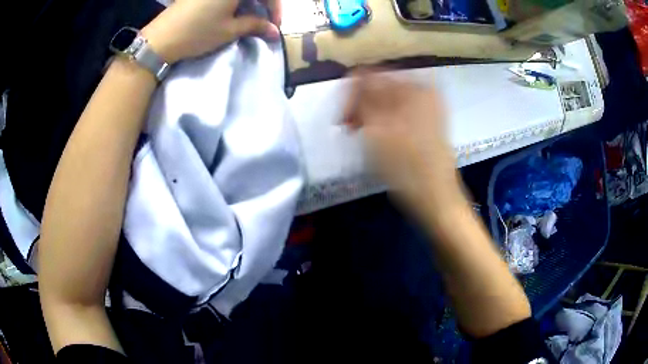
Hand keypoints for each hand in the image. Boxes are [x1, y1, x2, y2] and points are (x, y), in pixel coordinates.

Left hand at [142, 0, 280, 63]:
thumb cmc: (198, 32)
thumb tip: (274, 32)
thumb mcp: (229, 30)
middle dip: (264, 4)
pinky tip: (235, 11)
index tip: (275, 25)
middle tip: (265, 21)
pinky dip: (236, 1)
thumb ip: (255, 26)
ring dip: (251, 2)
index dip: (275, 8)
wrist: (161, 38)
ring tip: (251, 18)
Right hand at [344, 71, 464, 216]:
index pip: (372, 76)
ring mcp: (430, 107)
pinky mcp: (430, 122)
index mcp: (415, 88)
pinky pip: (401, 112)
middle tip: (351, 128)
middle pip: (382, 87)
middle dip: (362, 105)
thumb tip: (354, 74)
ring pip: (390, 101)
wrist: (437, 197)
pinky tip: (382, 138)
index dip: (351, 94)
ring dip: (372, 114)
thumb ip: (364, 97)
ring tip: (364, 137)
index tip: (343, 118)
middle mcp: (424, 92)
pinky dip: (387, 121)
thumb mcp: (378, 130)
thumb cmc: (406, 167)